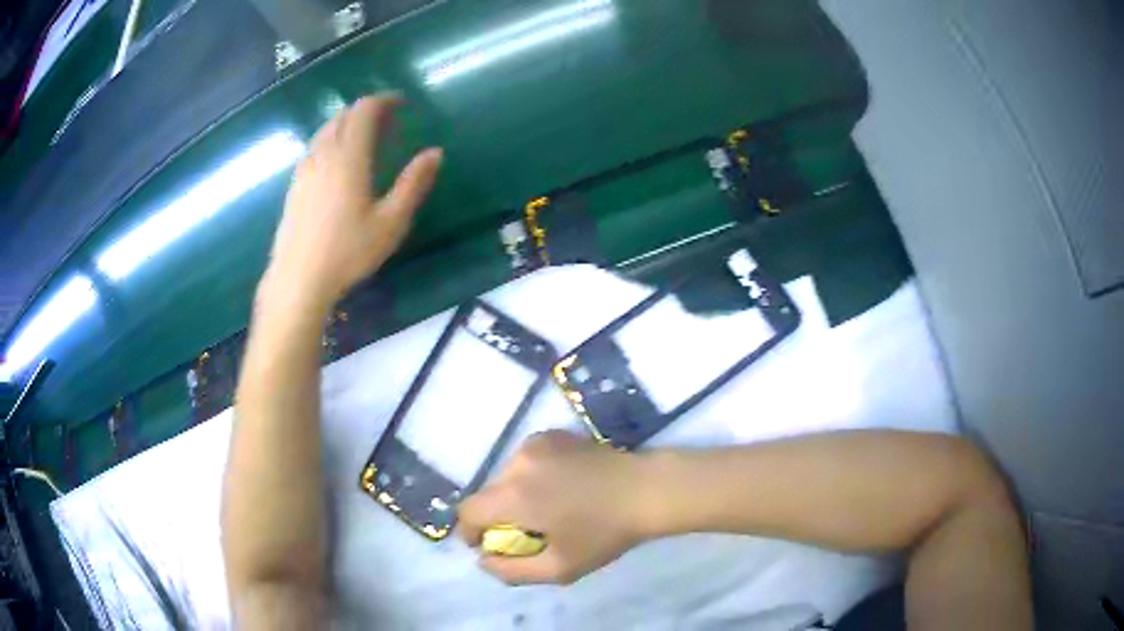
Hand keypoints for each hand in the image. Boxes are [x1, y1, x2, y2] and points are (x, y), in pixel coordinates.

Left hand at [264, 94, 442, 310]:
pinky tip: (338, 163)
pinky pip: (314, 147)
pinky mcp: (294, 185)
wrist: (298, 280)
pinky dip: (331, 140)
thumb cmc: (348, 253)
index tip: (403, 104)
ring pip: (326, 130)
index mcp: (349, 157)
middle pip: (343, 115)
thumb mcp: (391, 222)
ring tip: (366, 140)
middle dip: (367, 110)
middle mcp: (323, 154)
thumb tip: (435, 152)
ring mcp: (305, 169)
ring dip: (347, 124)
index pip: (364, 110)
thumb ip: (413, 183)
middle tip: (389, 123)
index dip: (384, 100)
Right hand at [458, 431, 652, 584]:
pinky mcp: (552, 435)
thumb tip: (483, 559)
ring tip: (546, 509)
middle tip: (526, 532)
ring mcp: (535, 443)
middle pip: (487, 494)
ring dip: (514, 495)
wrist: (646, 490)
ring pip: (506, 476)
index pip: (468, 511)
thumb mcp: (559, 568)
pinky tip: (560, 487)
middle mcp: (517, 463)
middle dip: (496, 516)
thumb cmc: (604, 533)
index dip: (470, 532)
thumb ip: (512, 571)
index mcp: (515, 496)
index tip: (488, 545)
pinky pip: (525, 461)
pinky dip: (531, 476)